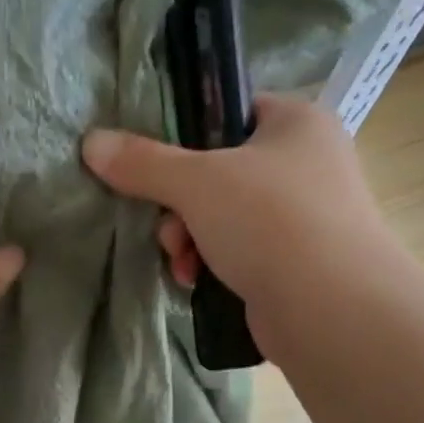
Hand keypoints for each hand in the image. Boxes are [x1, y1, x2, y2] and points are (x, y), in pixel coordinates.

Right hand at [81, 93, 397, 347]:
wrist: (331, 309)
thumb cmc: (270, 223)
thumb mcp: (196, 183)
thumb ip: (143, 162)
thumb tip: (92, 141)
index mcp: (296, 123)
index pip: (228, 112)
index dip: (186, 137)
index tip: (156, 167)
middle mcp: (306, 162)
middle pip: (216, 172)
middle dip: (179, 207)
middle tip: (170, 231)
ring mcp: (304, 216)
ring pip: (221, 216)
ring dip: (189, 240)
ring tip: (185, 264)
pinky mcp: (295, 261)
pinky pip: (238, 251)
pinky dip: (211, 265)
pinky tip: (197, 283)